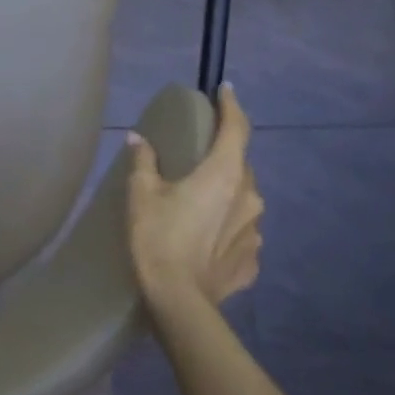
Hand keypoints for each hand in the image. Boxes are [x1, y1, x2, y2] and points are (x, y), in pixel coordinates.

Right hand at [126, 81, 262, 311]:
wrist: (179, 304)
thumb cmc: (159, 238)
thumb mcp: (142, 193)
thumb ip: (144, 161)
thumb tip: (139, 140)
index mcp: (224, 174)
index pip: (237, 128)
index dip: (231, 106)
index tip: (225, 90)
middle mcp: (249, 197)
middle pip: (241, 164)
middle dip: (224, 153)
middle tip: (200, 153)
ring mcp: (255, 232)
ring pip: (244, 198)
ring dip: (226, 192)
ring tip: (200, 197)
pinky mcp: (252, 261)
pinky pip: (241, 232)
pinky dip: (227, 226)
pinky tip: (207, 235)